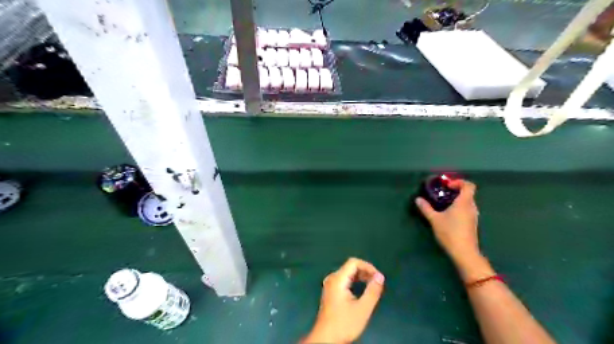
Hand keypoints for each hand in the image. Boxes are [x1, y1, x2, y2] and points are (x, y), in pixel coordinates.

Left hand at [302, 257, 382, 342]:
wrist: (326, 338)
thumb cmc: (344, 324)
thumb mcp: (363, 308)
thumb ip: (373, 291)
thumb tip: (380, 276)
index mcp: (338, 279)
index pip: (354, 262)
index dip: (368, 266)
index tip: (378, 277)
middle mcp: (332, 278)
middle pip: (350, 267)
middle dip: (365, 272)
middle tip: (377, 282)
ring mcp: (330, 285)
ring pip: (347, 273)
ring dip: (361, 277)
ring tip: (372, 286)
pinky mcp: (330, 291)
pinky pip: (344, 280)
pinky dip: (355, 282)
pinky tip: (362, 290)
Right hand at [415, 180, 480, 262]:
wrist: (464, 252)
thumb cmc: (450, 232)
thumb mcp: (434, 219)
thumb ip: (426, 208)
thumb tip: (418, 199)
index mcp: (464, 202)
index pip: (468, 185)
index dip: (459, 182)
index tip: (447, 186)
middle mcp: (471, 207)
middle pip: (468, 193)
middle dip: (456, 191)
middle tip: (442, 193)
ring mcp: (473, 216)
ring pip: (467, 202)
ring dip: (457, 200)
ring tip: (443, 203)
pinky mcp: (472, 224)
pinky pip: (467, 210)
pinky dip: (459, 208)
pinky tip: (448, 215)